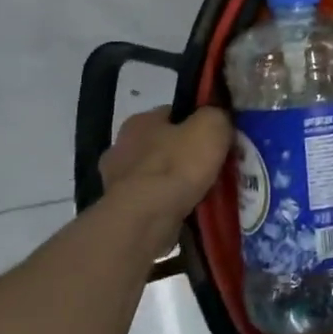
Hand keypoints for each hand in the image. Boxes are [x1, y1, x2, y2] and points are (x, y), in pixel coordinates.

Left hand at [99, 105, 230, 238]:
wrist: (145, 219)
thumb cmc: (177, 165)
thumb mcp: (211, 126)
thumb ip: (216, 115)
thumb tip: (217, 118)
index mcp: (140, 121)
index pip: (173, 114)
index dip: (196, 123)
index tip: (215, 137)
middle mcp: (121, 147)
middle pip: (162, 145)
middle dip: (183, 154)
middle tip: (212, 166)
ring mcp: (115, 182)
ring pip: (156, 176)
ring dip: (174, 182)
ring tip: (203, 192)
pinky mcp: (119, 212)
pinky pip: (151, 202)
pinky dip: (167, 205)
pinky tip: (187, 211)